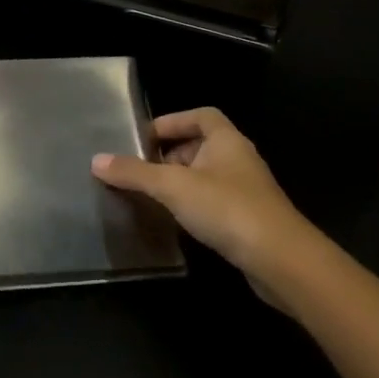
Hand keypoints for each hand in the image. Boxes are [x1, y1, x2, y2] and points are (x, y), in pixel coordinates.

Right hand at [93, 108, 321, 294]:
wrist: (282, 262)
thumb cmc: (227, 208)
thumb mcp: (173, 186)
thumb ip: (134, 172)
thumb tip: (96, 160)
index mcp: (226, 140)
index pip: (201, 115)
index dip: (173, 121)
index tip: (145, 138)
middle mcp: (239, 159)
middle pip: (201, 145)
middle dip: (170, 154)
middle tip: (141, 169)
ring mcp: (247, 191)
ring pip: (207, 176)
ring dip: (181, 182)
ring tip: (152, 195)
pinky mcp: (250, 221)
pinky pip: (215, 203)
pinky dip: (194, 206)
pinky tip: (176, 221)